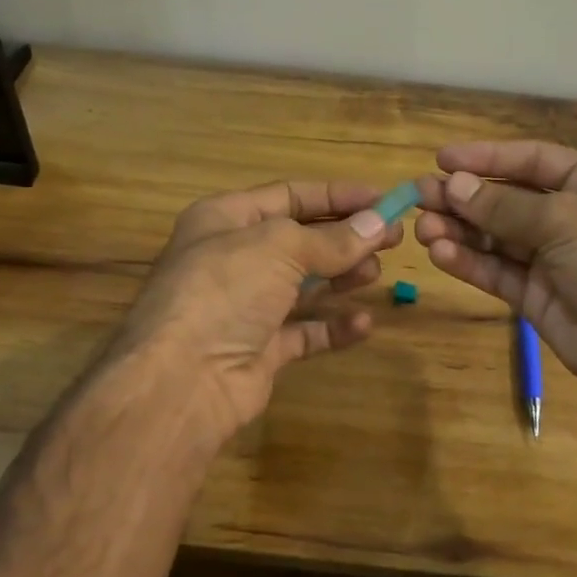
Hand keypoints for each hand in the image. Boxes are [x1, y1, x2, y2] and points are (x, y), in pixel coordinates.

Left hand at [112, 180, 403, 439]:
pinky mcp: (259, 349)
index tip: (385, 199)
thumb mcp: (280, 248)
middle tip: (394, 238)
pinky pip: (304, 331)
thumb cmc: (225, 290)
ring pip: (304, 283)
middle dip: (346, 237)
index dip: (338, 196)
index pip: (291, 195)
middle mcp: (234, 257)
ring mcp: (246, 305)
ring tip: (376, 274)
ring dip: (342, 276)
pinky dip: (333, 326)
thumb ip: (333, 239)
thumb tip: (379, 224)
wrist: (181, 381)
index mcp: (226, 218)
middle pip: (301, 239)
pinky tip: (362, 324)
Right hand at [415, 141, 576, 414]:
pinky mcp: (538, 297)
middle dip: (464, 197)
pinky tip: (440, 254)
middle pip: (507, 198)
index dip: (486, 157)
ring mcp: (555, 258)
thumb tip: (453, 185)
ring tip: (422, 228)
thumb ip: (505, 206)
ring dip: (459, 230)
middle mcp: (573, 215)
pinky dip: (468, 261)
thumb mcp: (567, 221)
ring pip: (496, 236)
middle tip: (419, 196)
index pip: (532, 159)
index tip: (441, 159)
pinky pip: (497, 271)